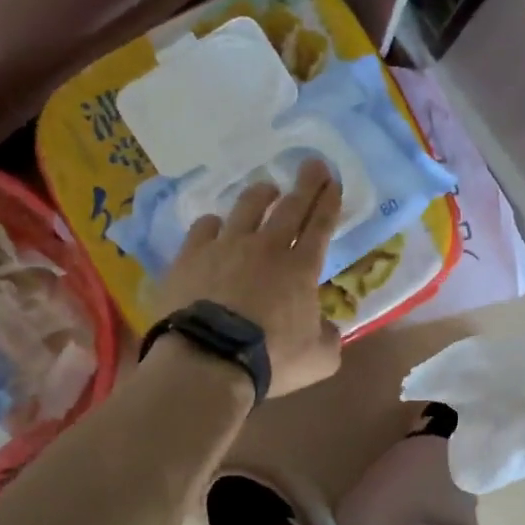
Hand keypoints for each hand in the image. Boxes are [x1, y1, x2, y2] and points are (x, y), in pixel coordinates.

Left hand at [152, 157, 344, 398]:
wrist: (209, 360)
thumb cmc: (271, 360)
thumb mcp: (319, 358)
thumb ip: (329, 337)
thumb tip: (327, 326)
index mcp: (301, 269)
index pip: (320, 225)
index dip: (329, 202)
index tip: (333, 181)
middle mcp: (266, 248)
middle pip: (290, 207)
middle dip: (306, 184)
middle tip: (313, 164)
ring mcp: (226, 247)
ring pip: (247, 208)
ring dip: (261, 195)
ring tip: (267, 189)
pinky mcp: (191, 256)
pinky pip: (205, 227)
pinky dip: (215, 224)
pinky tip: (216, 225)